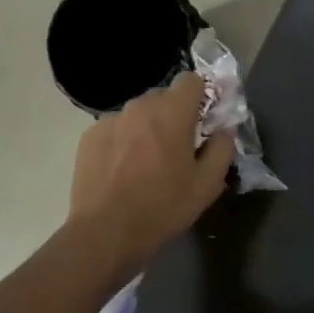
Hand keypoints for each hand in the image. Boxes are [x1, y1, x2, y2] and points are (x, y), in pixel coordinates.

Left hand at [68, 71, 232, 272]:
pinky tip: (123, 170)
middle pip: (164, 97)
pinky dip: (124, 141)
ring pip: (138, 113)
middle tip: (178, 147)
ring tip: (147, 162)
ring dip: (148, 128)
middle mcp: (139, 107)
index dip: (202, 96)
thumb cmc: (163, 207)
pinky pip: (116, 129)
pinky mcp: (89, 137)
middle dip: (174, 115)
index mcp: (172, 113)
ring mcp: (110, 120)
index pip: (192, 80)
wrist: (105, 232)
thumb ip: (222, 149)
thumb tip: (224, 130)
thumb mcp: (207, 184)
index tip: (204, 121)